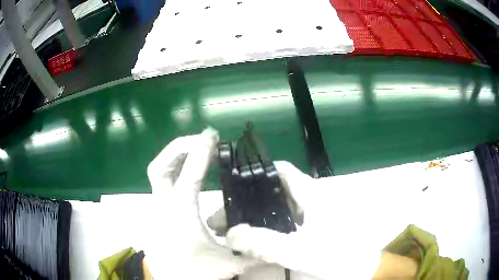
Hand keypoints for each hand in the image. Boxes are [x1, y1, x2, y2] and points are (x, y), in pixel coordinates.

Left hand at [144, 128, 258, 279]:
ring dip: (175, 157)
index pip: (190, 175)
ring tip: (195, 152)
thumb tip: (276, 243)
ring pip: (157, 173)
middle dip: (178, 147)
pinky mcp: (156, 212)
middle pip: (160, 166)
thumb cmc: (195, 272)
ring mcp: (156, 208)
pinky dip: (173, 172)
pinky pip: (161, 184)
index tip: (212, 135)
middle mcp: (164, 206)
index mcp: (181, 213)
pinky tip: (188, 176)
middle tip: (200, 140)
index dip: (202, 151)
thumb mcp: (229, 263)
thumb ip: (253, 251)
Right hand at [207, 161, 328, 276]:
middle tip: (227, 219)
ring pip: (280, 206)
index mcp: (312, 193)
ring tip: (236, 230)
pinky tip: (259, 239)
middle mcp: (312, 197)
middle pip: (275, 190)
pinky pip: (287, 221)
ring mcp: (314, 212)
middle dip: (250, 202)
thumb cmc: (339, 254)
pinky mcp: (314, 225)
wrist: (363, 267)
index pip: (281, 170)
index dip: (257, 174)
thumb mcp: (301, 251)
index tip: (234, 191)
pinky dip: (270, 226)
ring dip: (258, 216)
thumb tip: (232, 235)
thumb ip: (266, 244)